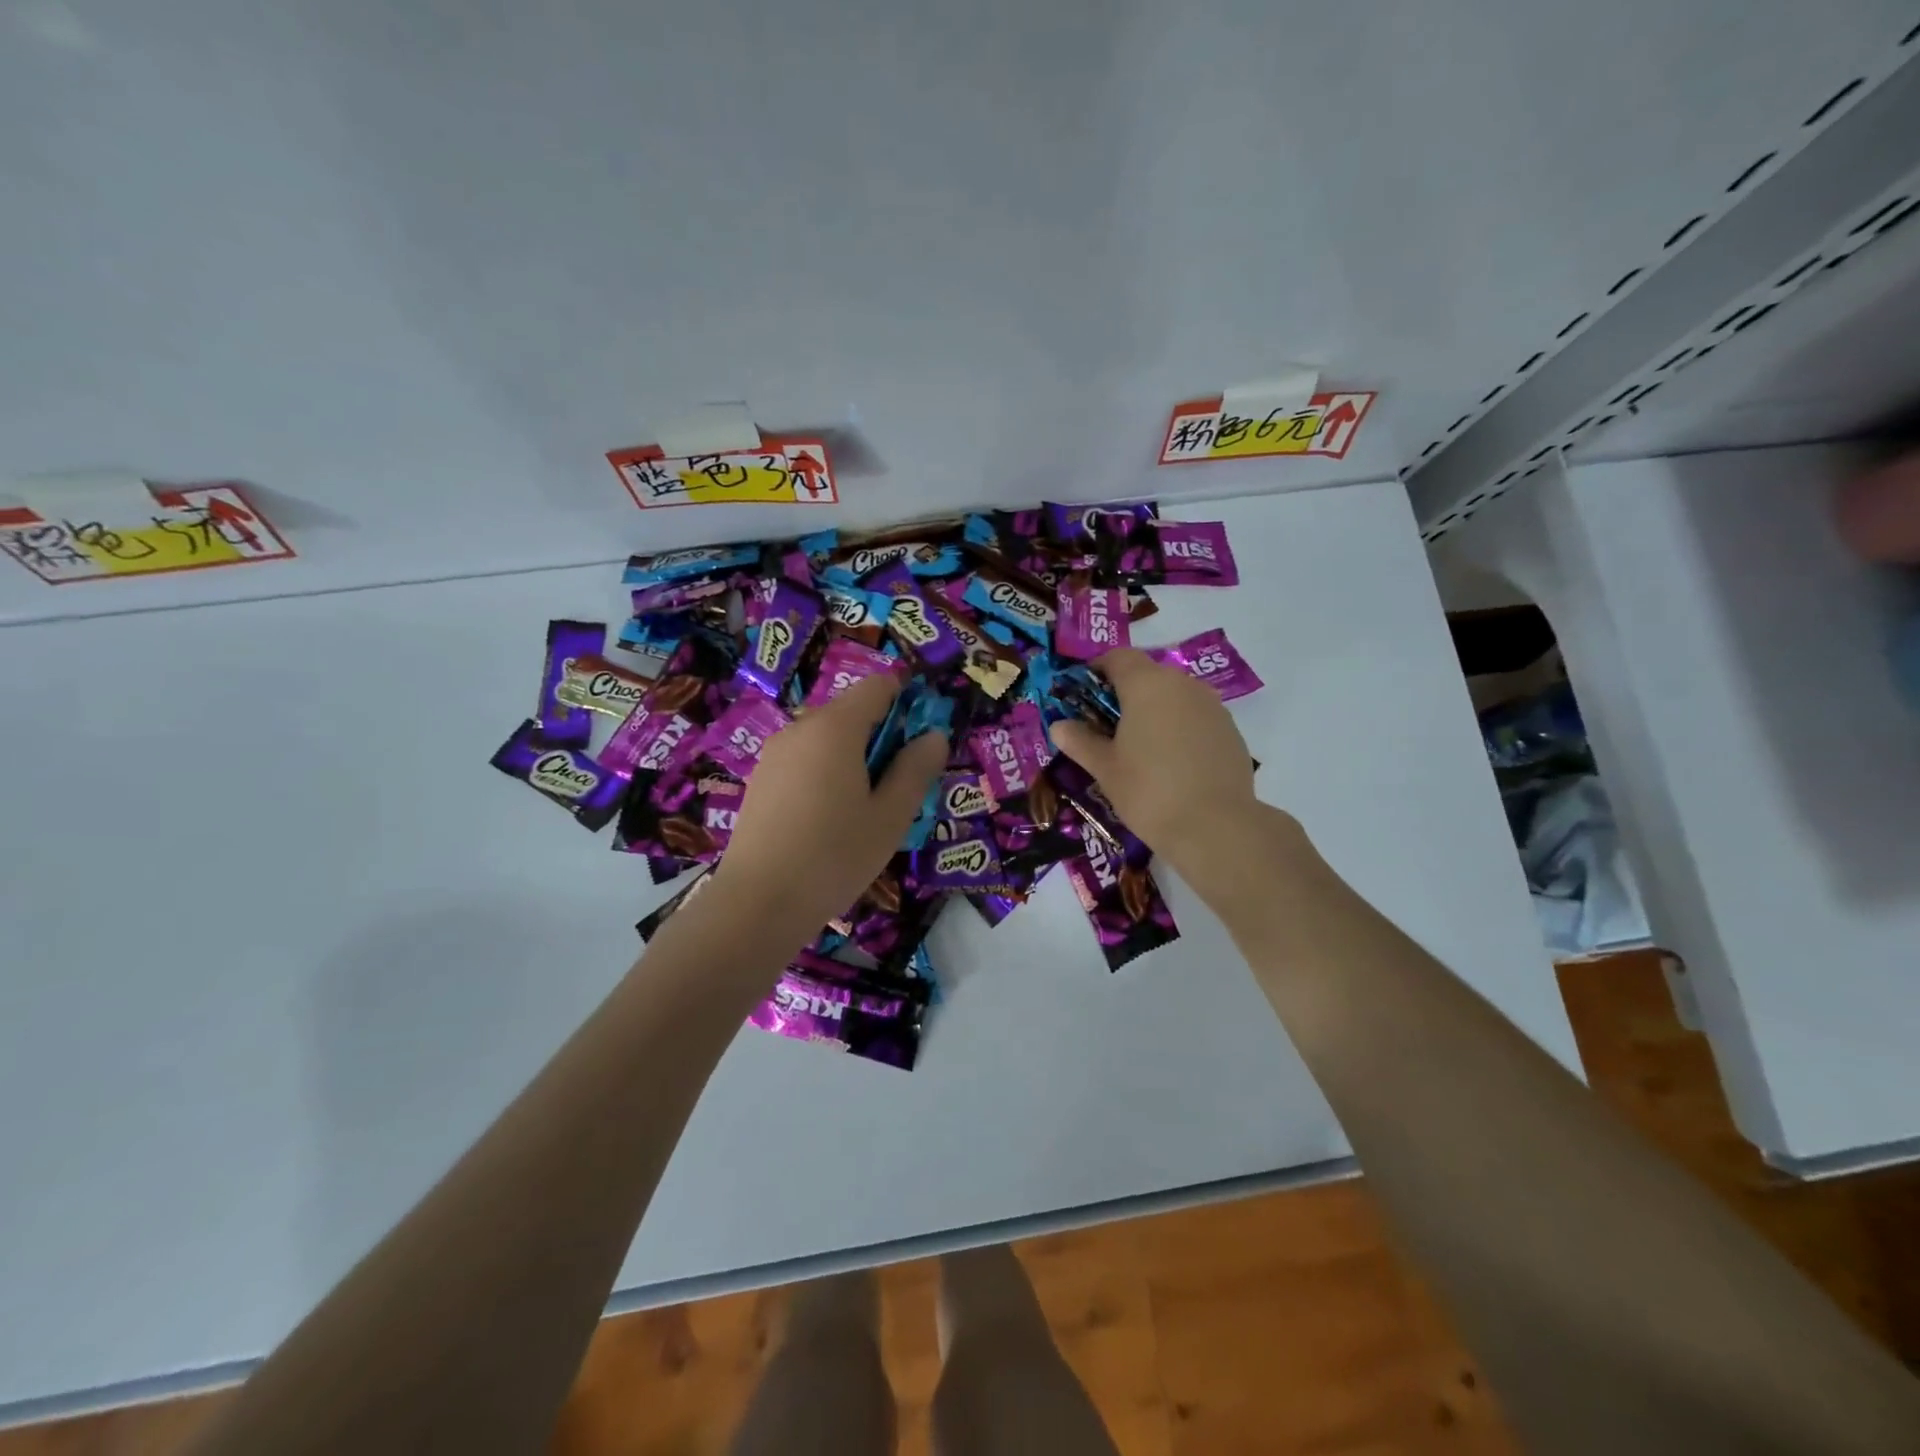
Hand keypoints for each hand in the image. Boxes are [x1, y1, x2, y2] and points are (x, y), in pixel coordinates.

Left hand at [714, 672, 946, 939]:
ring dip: (853, 760)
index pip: (878, 686)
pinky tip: (827, 822)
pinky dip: (825, 775)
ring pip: (826, 739)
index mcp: (835, 727)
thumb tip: (934, 735)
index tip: (919, 746)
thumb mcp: (890, 816)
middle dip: (881, 738)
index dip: (907, 704)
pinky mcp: (759, 781)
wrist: (757, 903)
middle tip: (896, 789)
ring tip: (862, 812)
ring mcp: (774, 754)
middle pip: (851, 712)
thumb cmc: (834, 856)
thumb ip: (916, 769)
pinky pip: (804, 761)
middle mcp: (800, 728)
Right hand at [1049, 647, 1256, 865]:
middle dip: (1125, 693)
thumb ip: (1080, 741)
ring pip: (1174, 695)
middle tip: (1107, 726)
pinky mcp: (1230, 730)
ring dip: (1154, 710)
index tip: (1083, 694)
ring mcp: (1212, 705)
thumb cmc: (1148, 791)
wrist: (1216, 827)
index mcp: (1146, 684)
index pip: (1118, 657)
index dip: (1097, 670)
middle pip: (1148, 674)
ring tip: (1139, 747)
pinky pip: (1195, 717)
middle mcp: (1182, 684)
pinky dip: (1179, 728)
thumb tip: (1059, 726)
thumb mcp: (1105, 768)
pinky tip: (1171, 762)